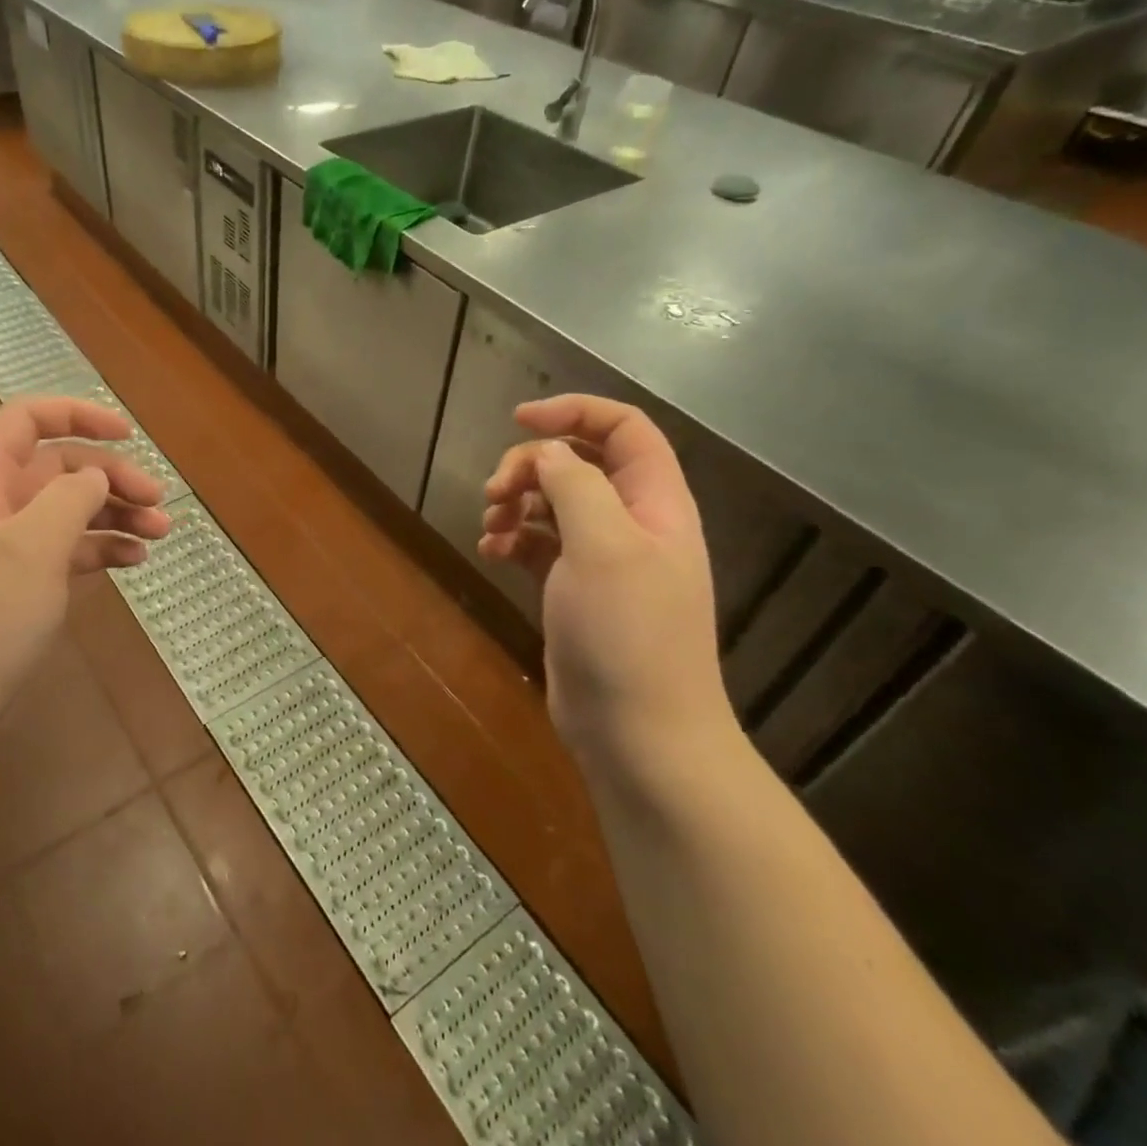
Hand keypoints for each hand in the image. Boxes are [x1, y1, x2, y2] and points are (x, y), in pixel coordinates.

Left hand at [0, 397, 170, 751]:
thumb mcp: (31, 547)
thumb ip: (70, 497)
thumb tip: (96, 476)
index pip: (26, 420)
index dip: (76, 414)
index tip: (127, 433)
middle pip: (60, 467)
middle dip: (112, 475)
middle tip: (158, 499)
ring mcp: (9, 547)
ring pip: (71, 509)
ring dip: (117, 513)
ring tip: (161, 531)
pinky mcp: (23, 583)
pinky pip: (71, 549)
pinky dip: (104, 547)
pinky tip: (136, 560)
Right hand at [480, 396, 733, 767]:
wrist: (638, 734)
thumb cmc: (628, 634)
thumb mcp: (604, 546)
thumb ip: (575, 485)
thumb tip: (546, 453)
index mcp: (655, 502)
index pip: (624, 429)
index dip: (574, 411)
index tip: (518, 421)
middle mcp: (632, 523)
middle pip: (579, 463)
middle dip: (531, 466)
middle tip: (495, 492)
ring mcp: (603, 559)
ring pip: (554, 503)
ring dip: (516, 503)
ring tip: (492, 527)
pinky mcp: (575, 590)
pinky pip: (539, 544)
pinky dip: (513, 540)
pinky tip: (491, 553)